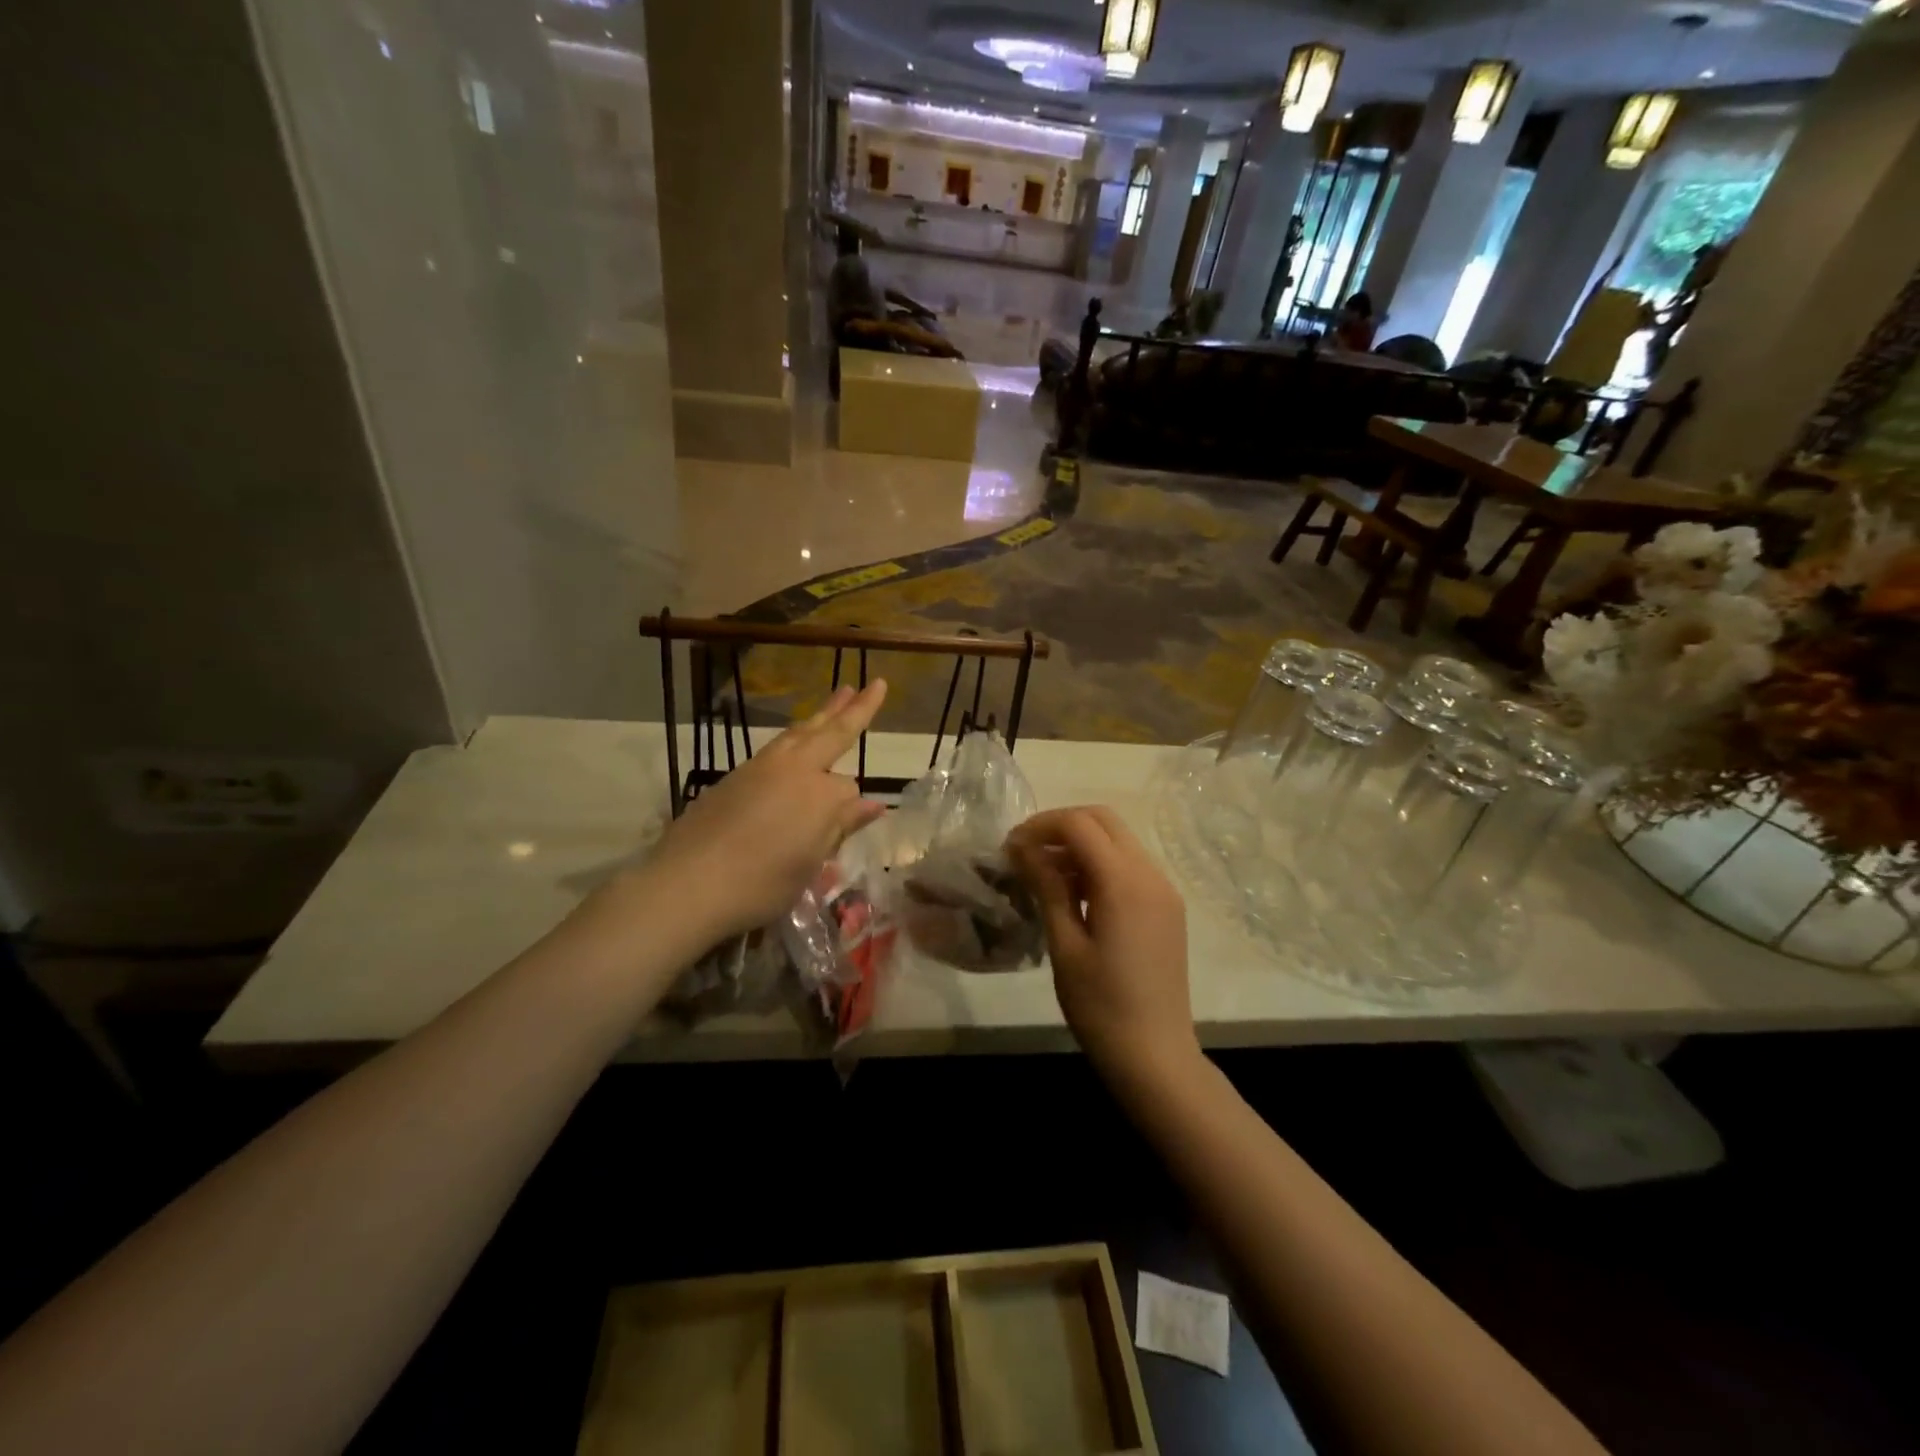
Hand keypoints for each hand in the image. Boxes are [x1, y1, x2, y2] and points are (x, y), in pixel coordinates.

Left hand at [645, 681, 888, 941]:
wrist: (687, 884)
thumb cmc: (759, 884)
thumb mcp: (809, 864)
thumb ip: (840, 827)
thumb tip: (873, 804)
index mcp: (820, 793)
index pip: (849, 787)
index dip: (852, 808)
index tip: (849, 826)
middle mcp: (793, 769)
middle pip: (830, 733)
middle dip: (854, 708)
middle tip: (874, 684)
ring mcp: (760, 768)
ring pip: (799, 732)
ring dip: (822, 714)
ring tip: (839, 694)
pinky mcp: (734, 776)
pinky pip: (777, 745)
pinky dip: (795, 735)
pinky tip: (797, 740)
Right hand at [1007, 806, 1197, 1081]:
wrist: (1156, 1056)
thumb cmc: (1101, 1006)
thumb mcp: (1065, 945)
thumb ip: (1048, 887)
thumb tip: (1024, 847)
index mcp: (1124, 882)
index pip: (1079, 824)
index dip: (1040, 826)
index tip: (1010, 847)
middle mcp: (1151, 874)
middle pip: (1103, 820)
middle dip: (1061, 826)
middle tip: (1026, 852)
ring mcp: (1164, 890)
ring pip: (1119, 840)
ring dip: (1081, 844)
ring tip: (1043, 874)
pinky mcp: (1167, 908)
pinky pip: (1131, 866)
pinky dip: (1100, 864)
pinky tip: (1075, 894)